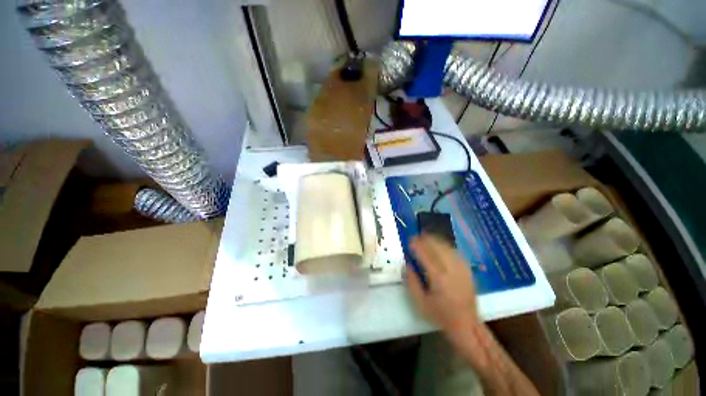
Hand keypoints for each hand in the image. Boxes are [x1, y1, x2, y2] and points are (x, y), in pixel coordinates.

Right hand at [406, 234, 478, 339]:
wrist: (467, 325)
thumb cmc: (440, 315)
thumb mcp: (420, 302)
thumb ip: (411, 281)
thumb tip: (407, 264)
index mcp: (438, 278)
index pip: (425, 255)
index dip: (417, 245)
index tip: (410, 240)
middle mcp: (451, 270)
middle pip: (437, 247)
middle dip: (425, 239)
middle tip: (417, 237)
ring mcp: (461, 269)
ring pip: (447, 247)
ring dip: (435, 240)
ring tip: (426, 237)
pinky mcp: (467, 270)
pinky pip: (455, 252)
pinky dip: (446, 246)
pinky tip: (440, 245)